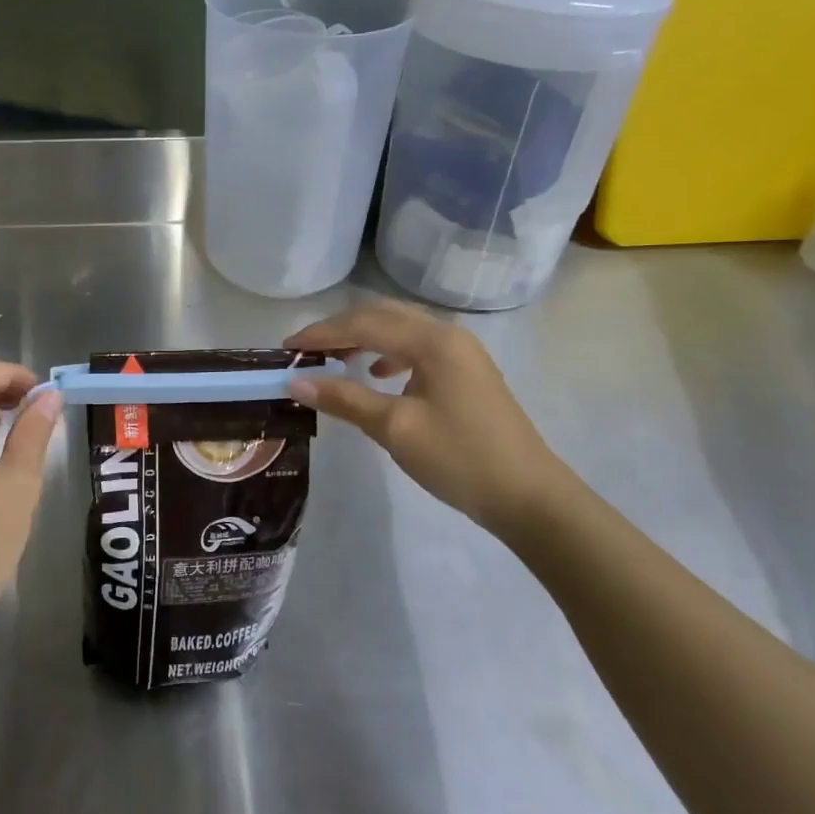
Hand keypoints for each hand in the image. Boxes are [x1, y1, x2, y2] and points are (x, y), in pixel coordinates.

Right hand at [285, 300, 574, 537]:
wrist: (529, 497)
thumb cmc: (459, 458)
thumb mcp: (395, 428)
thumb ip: (344, 399)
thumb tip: (295, 382)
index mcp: (433, 341)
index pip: (364, 323)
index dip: (321, 333)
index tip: (286, 347)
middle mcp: (448, 335)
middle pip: (383, 316)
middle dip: (340, 329)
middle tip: (305, 350)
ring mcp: (461, 353)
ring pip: (400, 330)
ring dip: (363, 338)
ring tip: (333, 359)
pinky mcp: (466, 372)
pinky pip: (416, 348)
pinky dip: (387, 353)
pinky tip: (377, 374)